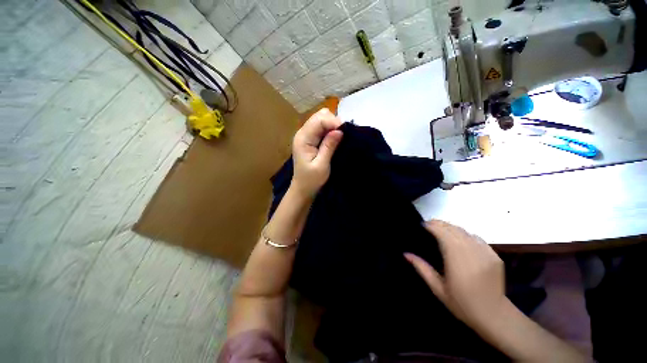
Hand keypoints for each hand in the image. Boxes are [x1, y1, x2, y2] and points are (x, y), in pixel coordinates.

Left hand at [291, 108, 342, 196]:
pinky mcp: (310, 139)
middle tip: (343, 135)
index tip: (346, 132)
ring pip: (321, 120)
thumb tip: (340, 130)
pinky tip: (335, 138)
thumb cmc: (311, 180)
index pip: (319, 120)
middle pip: (319, 116)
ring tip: (340, 136)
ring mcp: (306, 135)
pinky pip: (321, 128)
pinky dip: (330, 129)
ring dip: (332, 125)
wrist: (303, 189)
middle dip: (333, 122)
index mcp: (303, 138)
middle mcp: (302, 133)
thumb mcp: (322, 165)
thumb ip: (329, 146)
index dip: (333, 122)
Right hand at [404, 220, 505, 329]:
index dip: (432, 226)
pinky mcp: (494, 255)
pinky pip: (477, 238)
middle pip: (453, 229)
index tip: (423, 225)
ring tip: (441, 229)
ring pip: (465, 231)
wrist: (495, 316)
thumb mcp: (438, 289)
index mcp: (456, 260)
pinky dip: (465, 234)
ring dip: (451, 227)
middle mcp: (471, 252)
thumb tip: (406, 254)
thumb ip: (422, 268)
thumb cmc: (462, 304)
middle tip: (429, 224)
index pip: (443, 234)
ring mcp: (485, 253)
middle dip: (439, 224)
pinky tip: (459, 238)